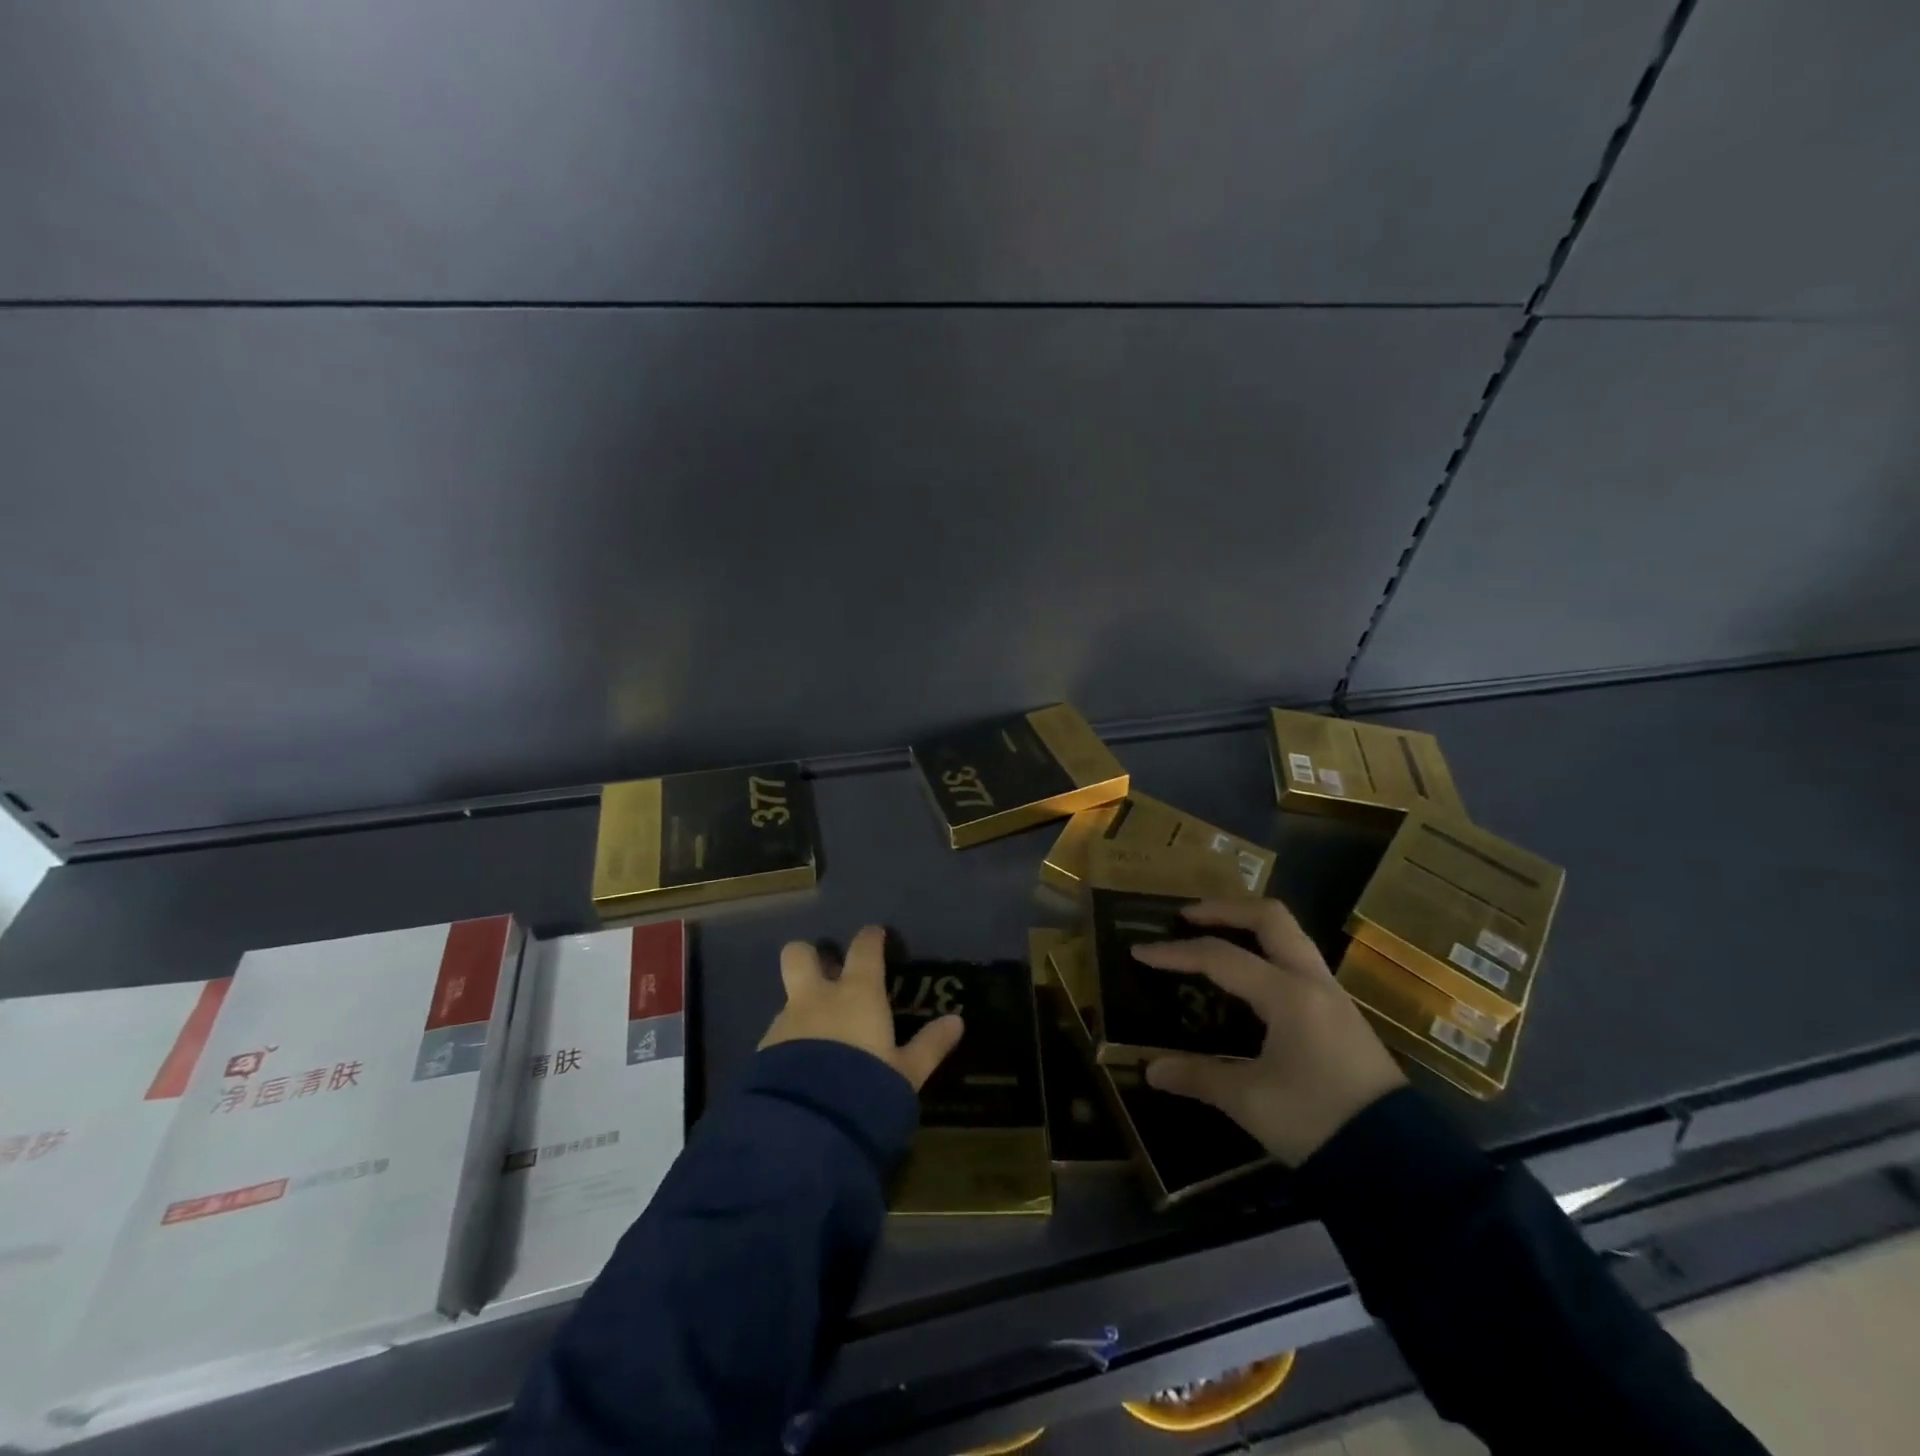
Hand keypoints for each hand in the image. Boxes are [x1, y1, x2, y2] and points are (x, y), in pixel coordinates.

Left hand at [759, 925, 964, 1091]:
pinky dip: (790, 1042)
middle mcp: (817, 997)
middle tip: (826, 971)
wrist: (806, 1127)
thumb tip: (957, 1021)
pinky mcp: (763, 1052)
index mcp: (856, 993)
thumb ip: (930, 1045)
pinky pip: (779, 1034)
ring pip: (789, 998)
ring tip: (818, 1036)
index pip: (863, 948)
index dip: (870, 938)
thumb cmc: (866, 1088)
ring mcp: (785, 1022)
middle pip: (799, 954)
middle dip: (809, 955)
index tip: (875, 935)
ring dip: (802, 1007)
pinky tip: (801, 1068)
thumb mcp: (906, 1073)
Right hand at [1132, 898, 1405, 1166]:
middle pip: (1269, 918)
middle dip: (1224, 910)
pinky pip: (1299, 961)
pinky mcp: (1342, 1016)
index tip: (1140, 952)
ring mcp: (1332, 996)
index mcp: (1287, 995)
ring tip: (1215, 938)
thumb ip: (1198, 1077)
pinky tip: (1249, 980)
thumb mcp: (1250, 1102)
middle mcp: (1312, 982)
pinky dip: (1267, 953)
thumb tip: (1151, 1070)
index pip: (1220, 958)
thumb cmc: (1318, 1122)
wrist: (1400, 1163)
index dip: (1175, 953)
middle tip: (1187, 917)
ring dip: (1249, 927)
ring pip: (1290, 936)